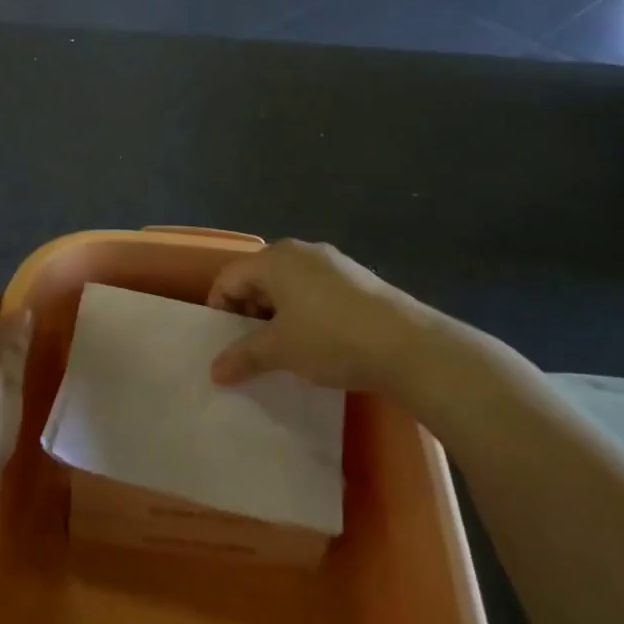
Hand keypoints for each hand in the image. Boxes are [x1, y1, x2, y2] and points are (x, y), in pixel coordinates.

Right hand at [206, 240, 423, 391]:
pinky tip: (317, 344)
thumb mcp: (281, 350)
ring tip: (284, 351)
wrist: (409, 345)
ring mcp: (333, 263)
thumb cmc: (331, 338)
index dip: (219, 311)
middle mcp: (301, 251)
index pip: (229, 278)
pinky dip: (304, 314)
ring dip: (277, 316)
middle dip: (248, 314)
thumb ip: (243, 356)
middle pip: (258, 278)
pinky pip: (315, 292)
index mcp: (275, 259)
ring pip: (288, 286)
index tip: (224, 344)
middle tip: (250, 350)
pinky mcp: (357, 280)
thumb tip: (214, 371)